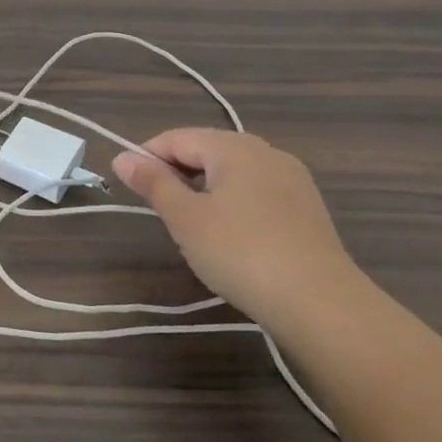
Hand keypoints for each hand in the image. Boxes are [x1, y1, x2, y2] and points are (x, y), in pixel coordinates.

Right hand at [112, 129, 365, 331]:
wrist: (320, 303)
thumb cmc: (240, 252)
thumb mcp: (185, 218)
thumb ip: (153, 183)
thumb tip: (122, 157)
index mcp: (234, 147)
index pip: (177, 137)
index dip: (147, 157)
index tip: (128, 186)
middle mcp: (266, 152)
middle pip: (206, 150)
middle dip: (176, 173)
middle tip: (158, 209)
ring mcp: (292, 179)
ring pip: (232, 172)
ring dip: (204, 189)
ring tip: (191, 225)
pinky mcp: (306, 208)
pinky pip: (256, 191)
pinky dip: (233, 203)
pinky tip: (230, 236)